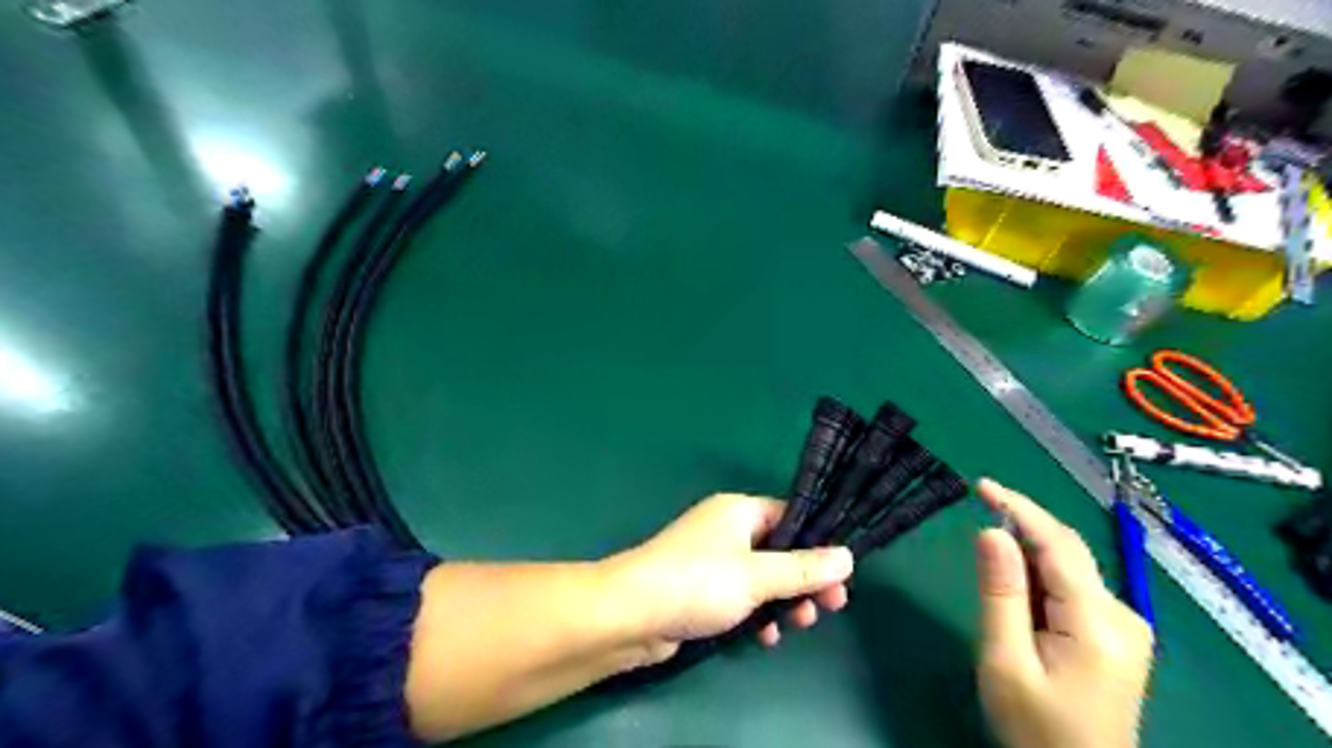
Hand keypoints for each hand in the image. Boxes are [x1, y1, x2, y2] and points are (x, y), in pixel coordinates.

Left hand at [604, 493, 852, 663]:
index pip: (790, 517)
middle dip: (805, 579)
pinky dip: (757, 612)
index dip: (818, 544)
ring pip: (762, 577)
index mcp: (739, 510)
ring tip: (799, 625)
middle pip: (780, 550)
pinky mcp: (702, 589)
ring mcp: (712, 560)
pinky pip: (741, 596)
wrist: (632, 613)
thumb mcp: (758, 575)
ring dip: (784, 600)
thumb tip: (847, 556)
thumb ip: (804, 568)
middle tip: (831, 606)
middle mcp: (727, 529)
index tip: (842, 573)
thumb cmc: (699, 582)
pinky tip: (765, 636)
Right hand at [977, 480, 1151, 746]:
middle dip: (1021, 525)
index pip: (1058, 544)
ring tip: (987, 558)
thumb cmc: (1036, 728)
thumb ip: (1000, 593)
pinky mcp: (1116, 636)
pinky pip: (1071, 587)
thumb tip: (990, 531)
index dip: (1019, 507)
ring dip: (1026, 553)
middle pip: (1066, 552)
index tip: (980, 485)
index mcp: (1098, 621)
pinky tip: (1014, 585)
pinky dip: (1038, 576)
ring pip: (1067, 568)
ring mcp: (1124, 626)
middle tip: (975, 509)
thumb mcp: (1006, 660)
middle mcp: (1122, 615)